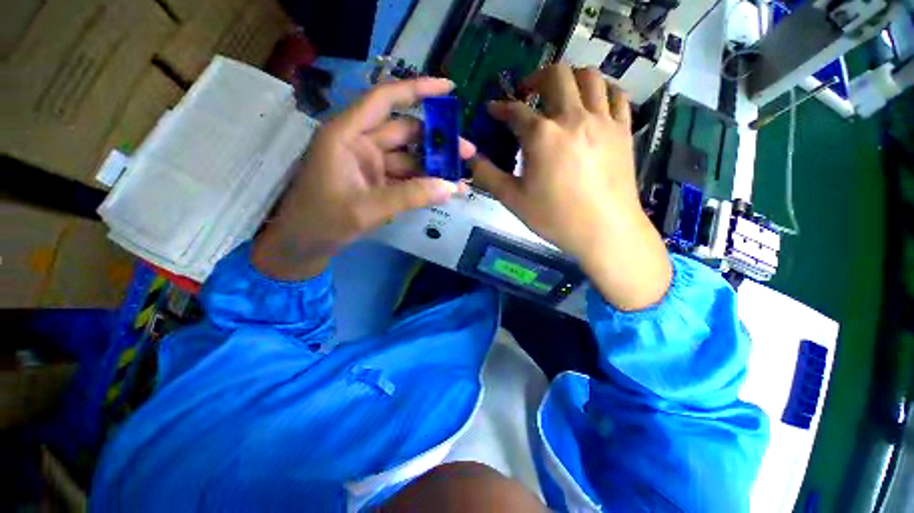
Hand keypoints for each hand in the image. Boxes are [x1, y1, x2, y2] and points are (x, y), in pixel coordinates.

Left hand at [254, 78, 474, 279]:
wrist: (304, 244)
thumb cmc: (323, 221)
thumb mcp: (367, 208)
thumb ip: (410, 197)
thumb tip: (450, 188)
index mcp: (348, 135)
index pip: (385, 100)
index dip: (417, 90)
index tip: (449, 88)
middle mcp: (360, 143)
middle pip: (405, 132)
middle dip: (437, 141)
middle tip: (467, 152)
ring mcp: (370, 165)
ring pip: (409, 157)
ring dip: (434, 166)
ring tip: (461, 176)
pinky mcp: (377, 183)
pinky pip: (406, 177)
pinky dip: (425, 183)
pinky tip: (444, 190)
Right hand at [471, 65, 670, 310]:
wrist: (604, 231)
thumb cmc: (554, 218)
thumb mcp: (513, 199)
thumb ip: (487, 175)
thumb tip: (469, 157)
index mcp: (542, 136)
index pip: (515, 110)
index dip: (500, 108)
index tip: (493, 109)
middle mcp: (572, 117)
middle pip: (556, 74)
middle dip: (535, 77)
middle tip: (526, 93)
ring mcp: (602, 120)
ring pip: (589, 76)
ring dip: (570, 77)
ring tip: (559, 94)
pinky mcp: (623, 130)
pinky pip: (615, 95)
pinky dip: (601, 91)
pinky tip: (591, 105)